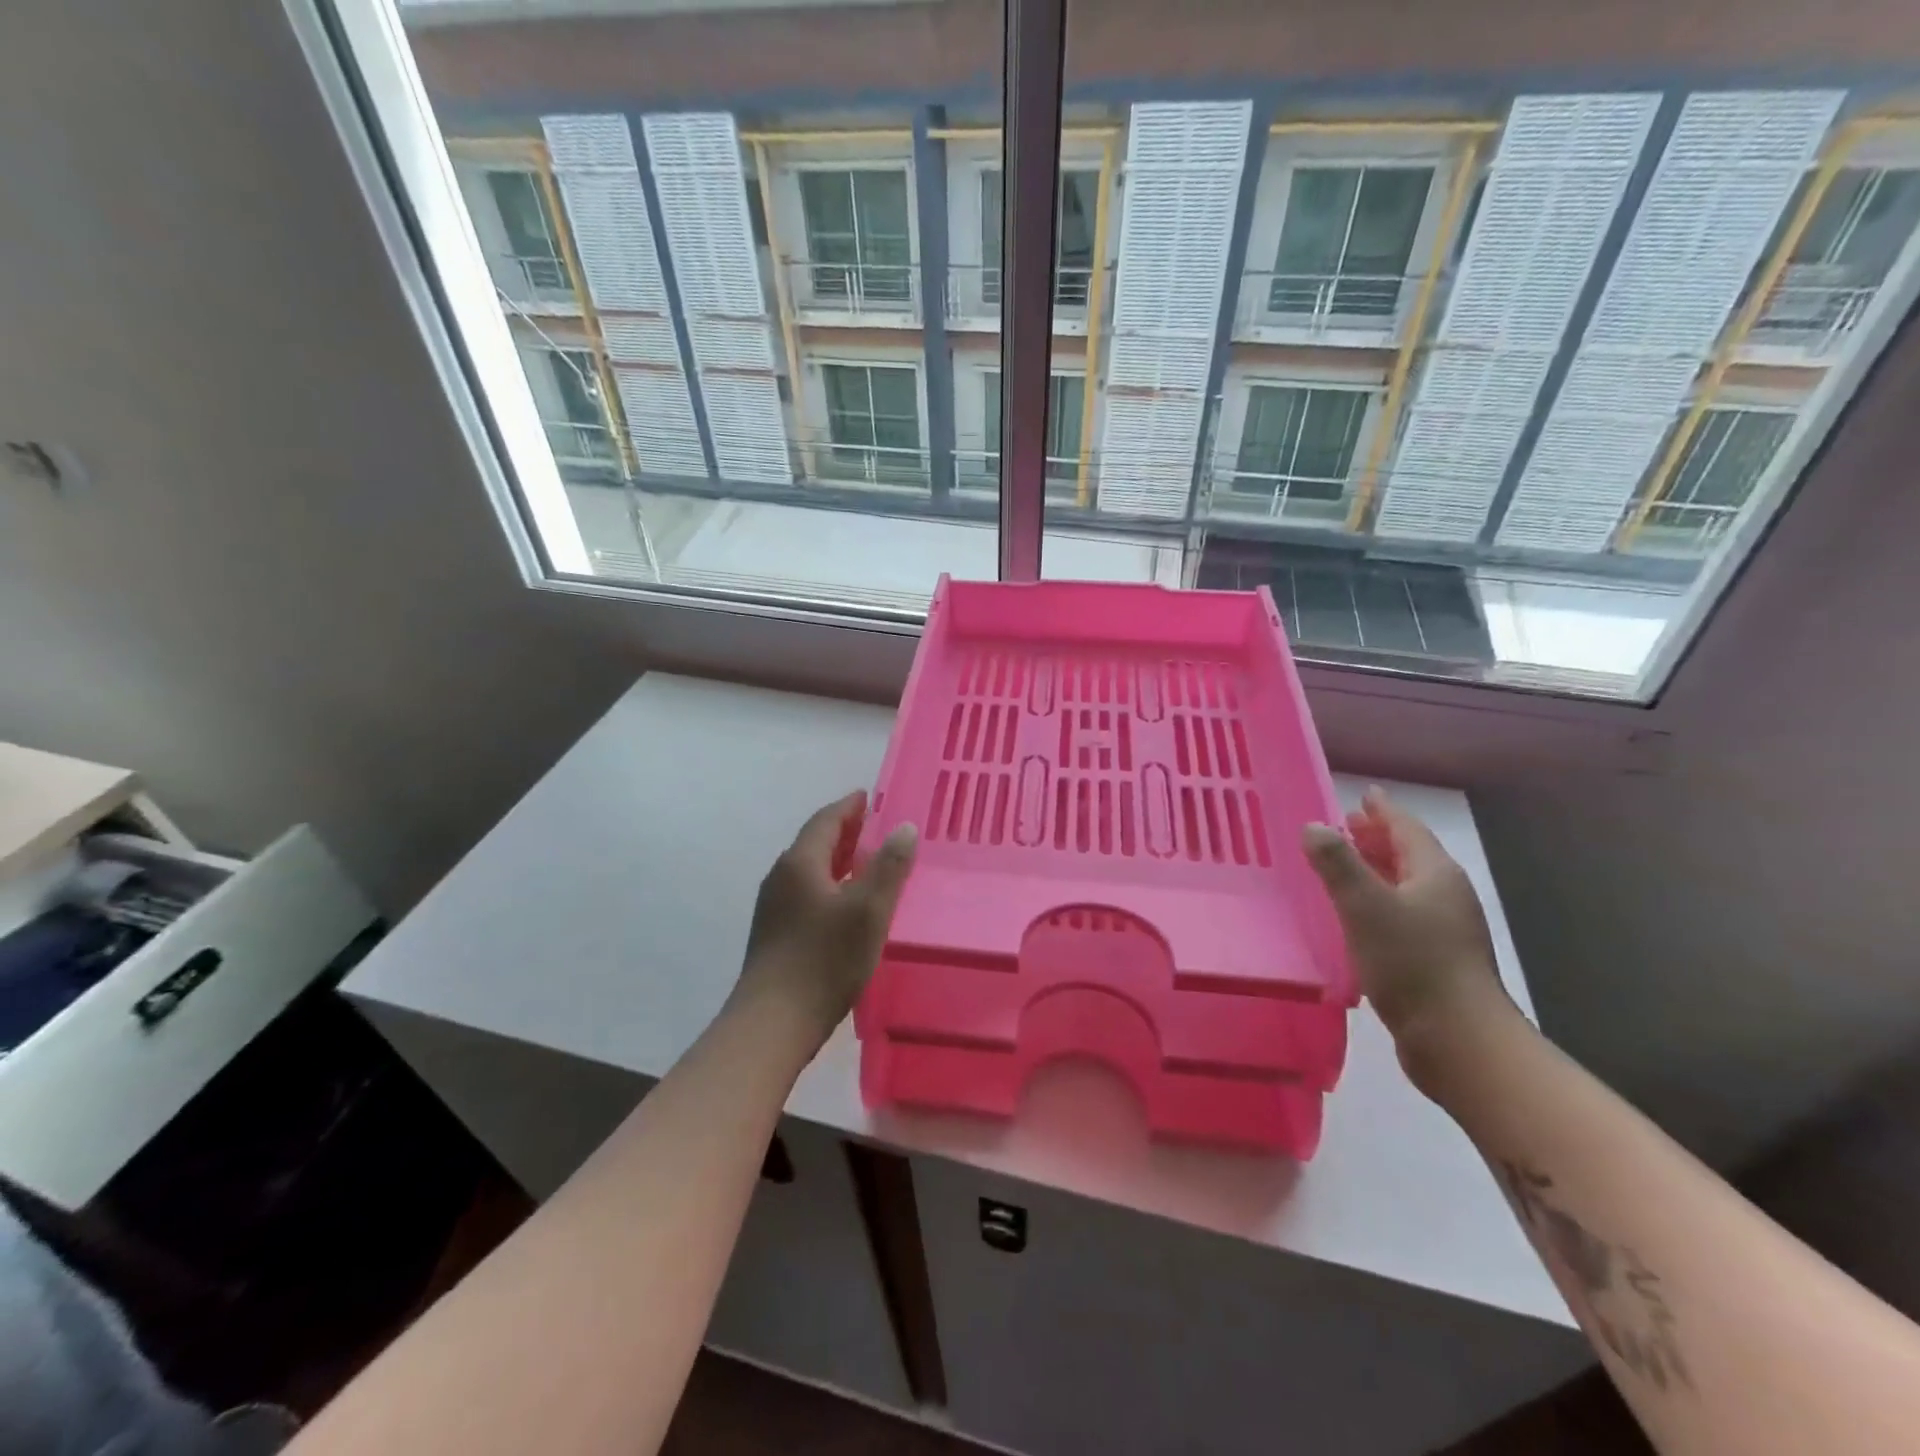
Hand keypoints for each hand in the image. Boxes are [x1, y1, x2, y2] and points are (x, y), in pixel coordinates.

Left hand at [733, 791, 917, 1045]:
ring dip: (838, 859)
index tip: (869, 796)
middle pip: (815, 842)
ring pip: (810, 869)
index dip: (849, 806)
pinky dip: (830, 884)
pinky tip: (847, 904)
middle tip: (876, 827)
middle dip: (845, 831)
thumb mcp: (868, 910)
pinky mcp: (775, 933)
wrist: (773, 1023)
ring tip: (868, 862)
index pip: (826, 820)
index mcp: (800, 863)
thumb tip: (903, 826)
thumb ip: (889, 866)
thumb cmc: (825, 960)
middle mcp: (781, 877)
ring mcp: (774, 906)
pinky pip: (806, 892)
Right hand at [1301, 787, 1515, 1077]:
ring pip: (1405, 885)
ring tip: (1343, 866)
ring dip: (1376, 870)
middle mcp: (1445, 895)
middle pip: (1409, 855)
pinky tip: (1355, 916)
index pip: (1407, 828)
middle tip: (1344, 827)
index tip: (1363, 794)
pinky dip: (1376, 902)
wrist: (1458, 1040)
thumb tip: (1314, 826)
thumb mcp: (1365, 906)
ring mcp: (1445, 929)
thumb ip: (1337, 863)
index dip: (1382, 811)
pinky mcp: (1436, 959)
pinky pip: (1401, 914)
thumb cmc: (1412, 963)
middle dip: (1377, 838)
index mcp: (1435, 874)